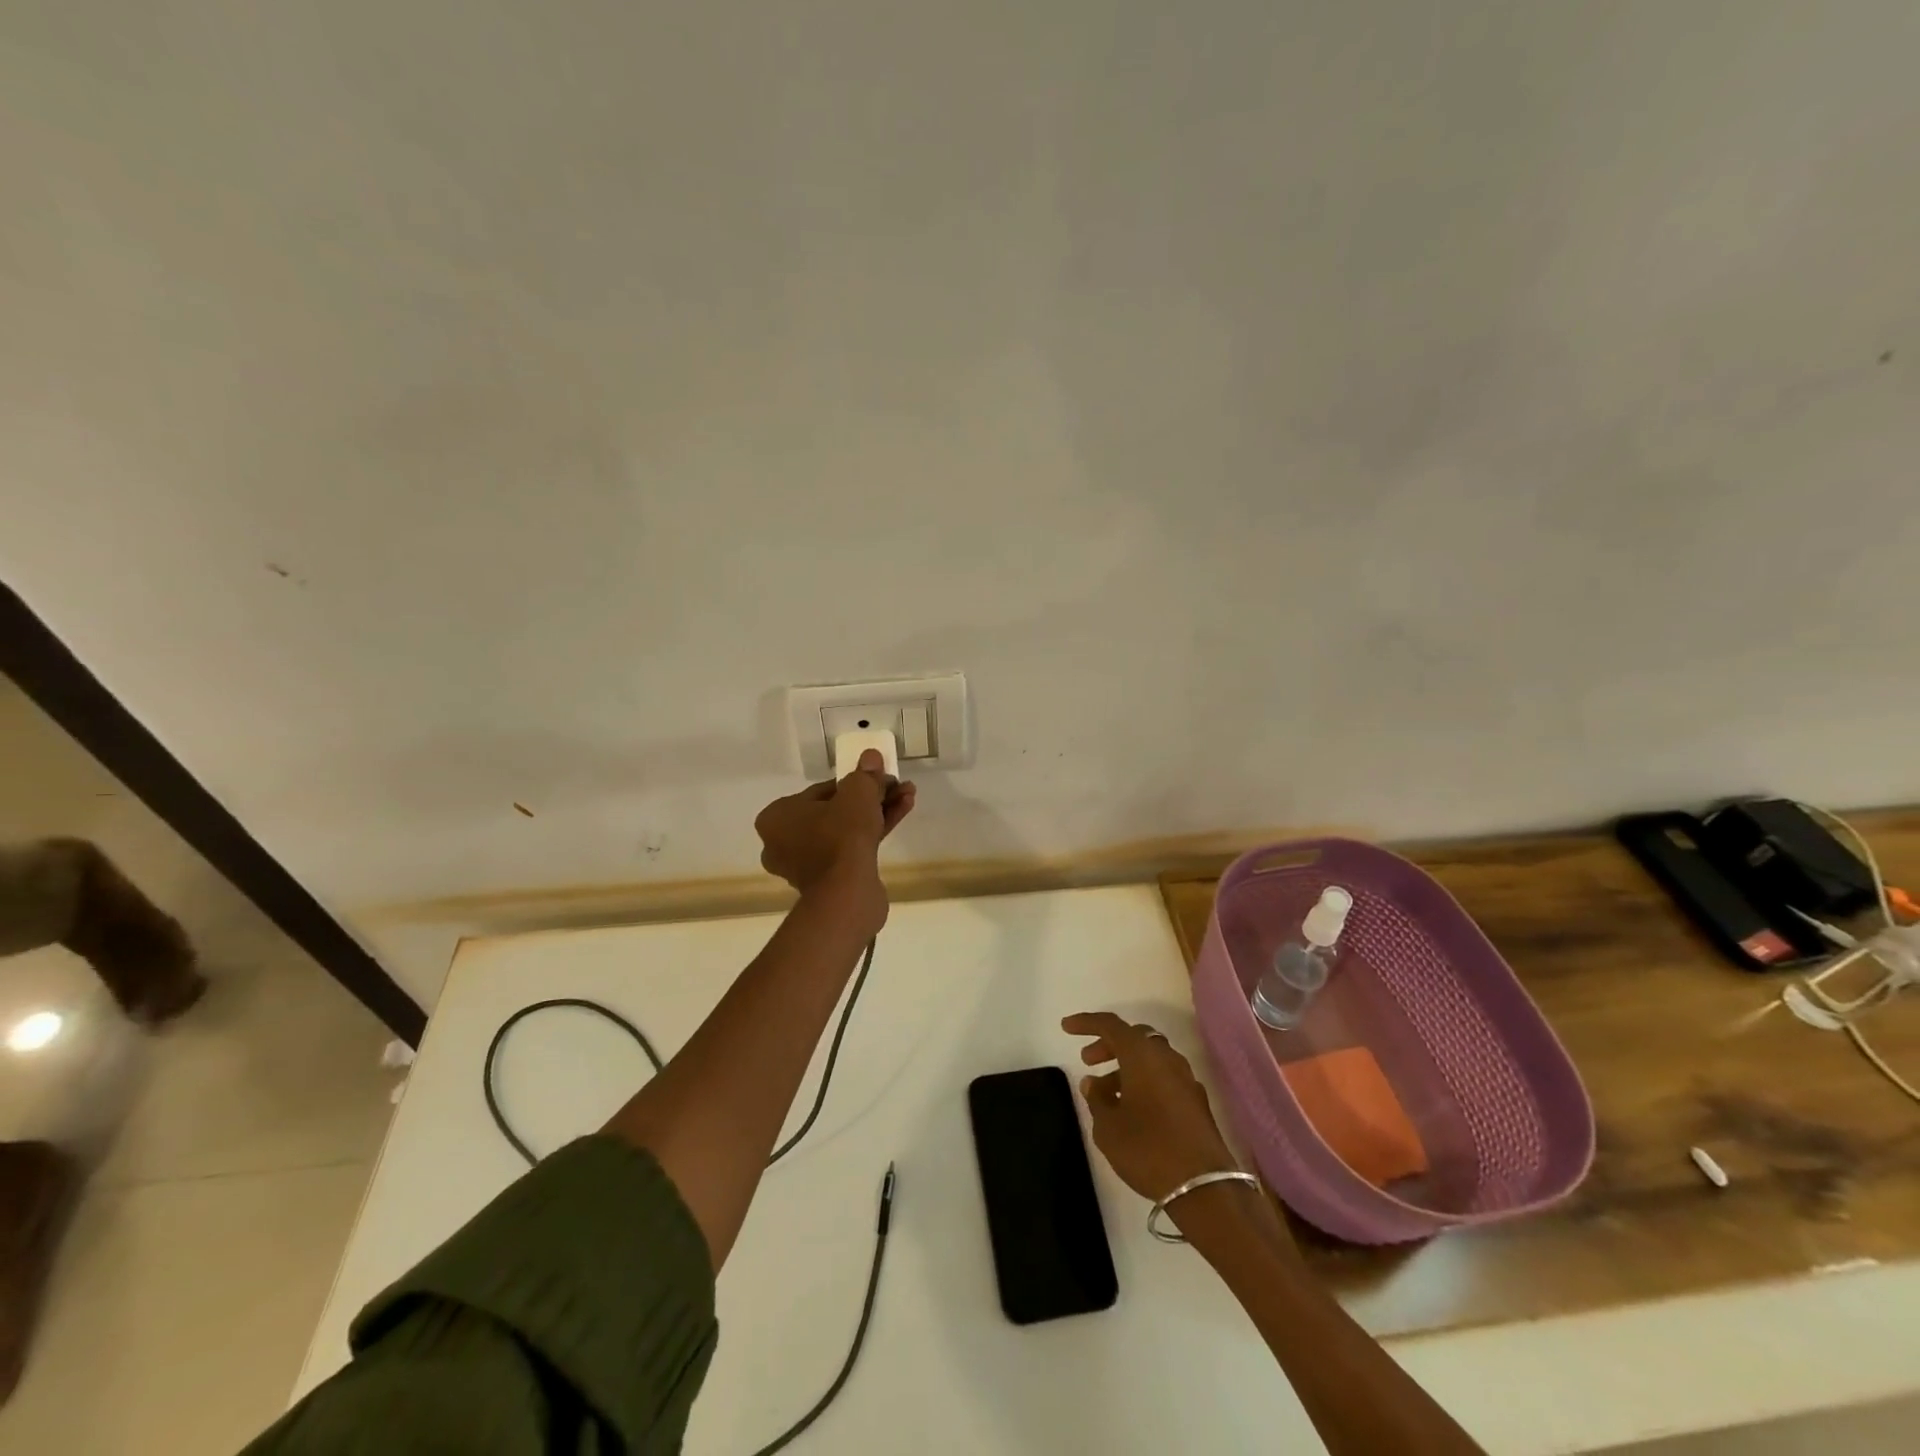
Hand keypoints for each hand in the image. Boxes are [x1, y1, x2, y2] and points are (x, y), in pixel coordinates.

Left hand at [754, 750, 914, 897]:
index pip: (820, 791)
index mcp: (777, 817)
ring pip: (845, 830)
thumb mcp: (857, 793)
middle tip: (896, 787)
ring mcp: (806, 865)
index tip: (879, 778)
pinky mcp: (828, 882)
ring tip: (908, 797)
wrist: (846, 893)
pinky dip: (873, 833)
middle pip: (834, 811)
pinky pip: (850, 849)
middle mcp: (784, 841)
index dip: (854, 781)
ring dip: (877, 812)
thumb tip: (871, 757)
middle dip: (870, 798)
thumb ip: (864, 774)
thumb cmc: (840, 836)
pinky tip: (902, 813)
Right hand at [1062, 1011, 1239, 1203]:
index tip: (1066, 1027)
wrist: (1205, 1188)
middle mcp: (1166, 1057)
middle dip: (1108, 1044)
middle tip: (1087, 1060)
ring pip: (1150, 1058)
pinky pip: (1163, 1077)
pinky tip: (1132, 1108)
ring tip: (1106, 1092)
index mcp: (1142, 1054)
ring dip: (1126, 1066)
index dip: (1086, 1023)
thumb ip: (1097, 1099)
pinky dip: (1144, 1081)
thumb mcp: (1108, 1127)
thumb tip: (1093, 1082)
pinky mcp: (1196, 1101)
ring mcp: (1186, 1078)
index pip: (1110, 1025)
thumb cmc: (1148, 1149)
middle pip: (1134, 1037)